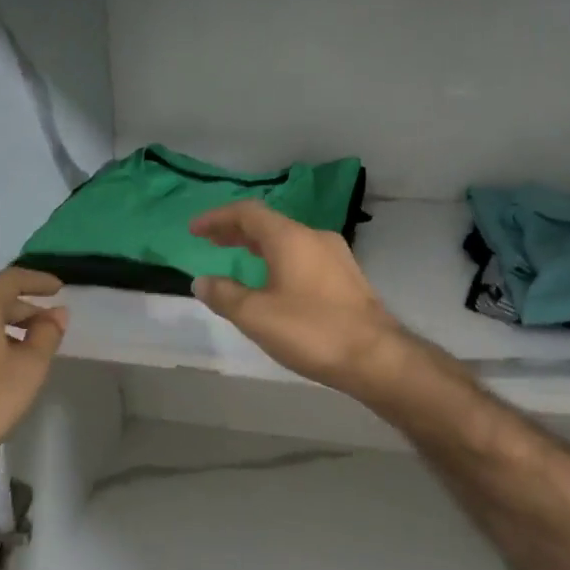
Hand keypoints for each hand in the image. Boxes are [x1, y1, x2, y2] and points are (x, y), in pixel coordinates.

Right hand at [190, 202, 403, 393]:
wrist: (375, 356)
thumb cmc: (311, 331)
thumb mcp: (256, 316)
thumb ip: (224, 295)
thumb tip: (202, 281)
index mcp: (290, 238)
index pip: (247, 212)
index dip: (217, 218)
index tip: (194, 230)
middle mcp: (314, 237)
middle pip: (268, 224)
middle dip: (236, 230)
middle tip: (211, 241)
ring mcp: (335, 256)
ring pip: (288, 240)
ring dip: (259, 245)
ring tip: (237, 258)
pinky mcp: (346, 277)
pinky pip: (303, 256)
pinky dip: (279, 259)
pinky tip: (274, 282)